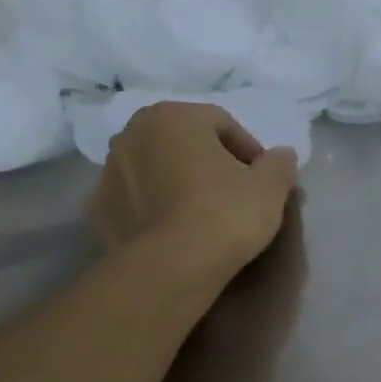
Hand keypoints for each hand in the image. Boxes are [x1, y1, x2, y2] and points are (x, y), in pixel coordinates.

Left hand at [89, 102, 299, 283]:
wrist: (175, 264)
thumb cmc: (227, 211)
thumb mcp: (271, 186)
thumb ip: (279, 164)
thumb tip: (282, 155)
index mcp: (175, 117)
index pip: (221, 122)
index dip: (249, 149)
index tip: (264, 177)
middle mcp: (133, 133)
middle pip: (183, 140)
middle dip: (210, 159)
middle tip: (235, 189)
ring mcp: (109, 171)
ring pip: (156, 167)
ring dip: (179, 179)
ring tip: (205, 211)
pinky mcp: (98, 208)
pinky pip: (135, 197)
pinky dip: (154, 205)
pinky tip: (177, 227)